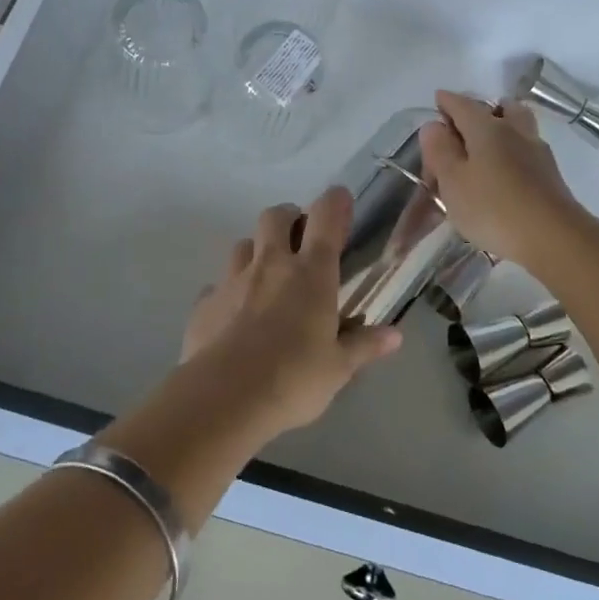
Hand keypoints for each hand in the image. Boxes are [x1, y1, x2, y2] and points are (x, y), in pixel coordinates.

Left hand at [179, 188, 402, 435]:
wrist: (224, 399)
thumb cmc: (293, 379)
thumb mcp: (338, 368)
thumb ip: (364, 346)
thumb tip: (394, 336)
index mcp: (311, 274)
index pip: (325, 218)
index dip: (335, 202)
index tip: (341, 200)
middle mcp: (271, 265)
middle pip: (275, 216)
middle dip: (288, 217)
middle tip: (299, 239)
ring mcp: (232, 281)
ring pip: (243, 245)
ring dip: (256, 251)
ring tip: (266, 277)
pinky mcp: (204, 303)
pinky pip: (216, 286)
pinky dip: (228, 292)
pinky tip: (234, 315)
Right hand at [420, 89, 587, 267]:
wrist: (553, 237)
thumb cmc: (493, 208)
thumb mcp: (453, 182)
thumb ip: (440, 151)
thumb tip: (434, 125)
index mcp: (487, 128)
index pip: (463, 104)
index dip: (447, 101)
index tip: (438, 100)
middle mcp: (515, 131)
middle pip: (500, 108)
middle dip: (482, 109)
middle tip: (465, 124)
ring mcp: (537, 152)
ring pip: (518, 127)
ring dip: (502, 128)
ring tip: (484, 148)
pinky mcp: (550, 175)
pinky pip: (527, 149)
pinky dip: (513, 151)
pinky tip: (504, 170)